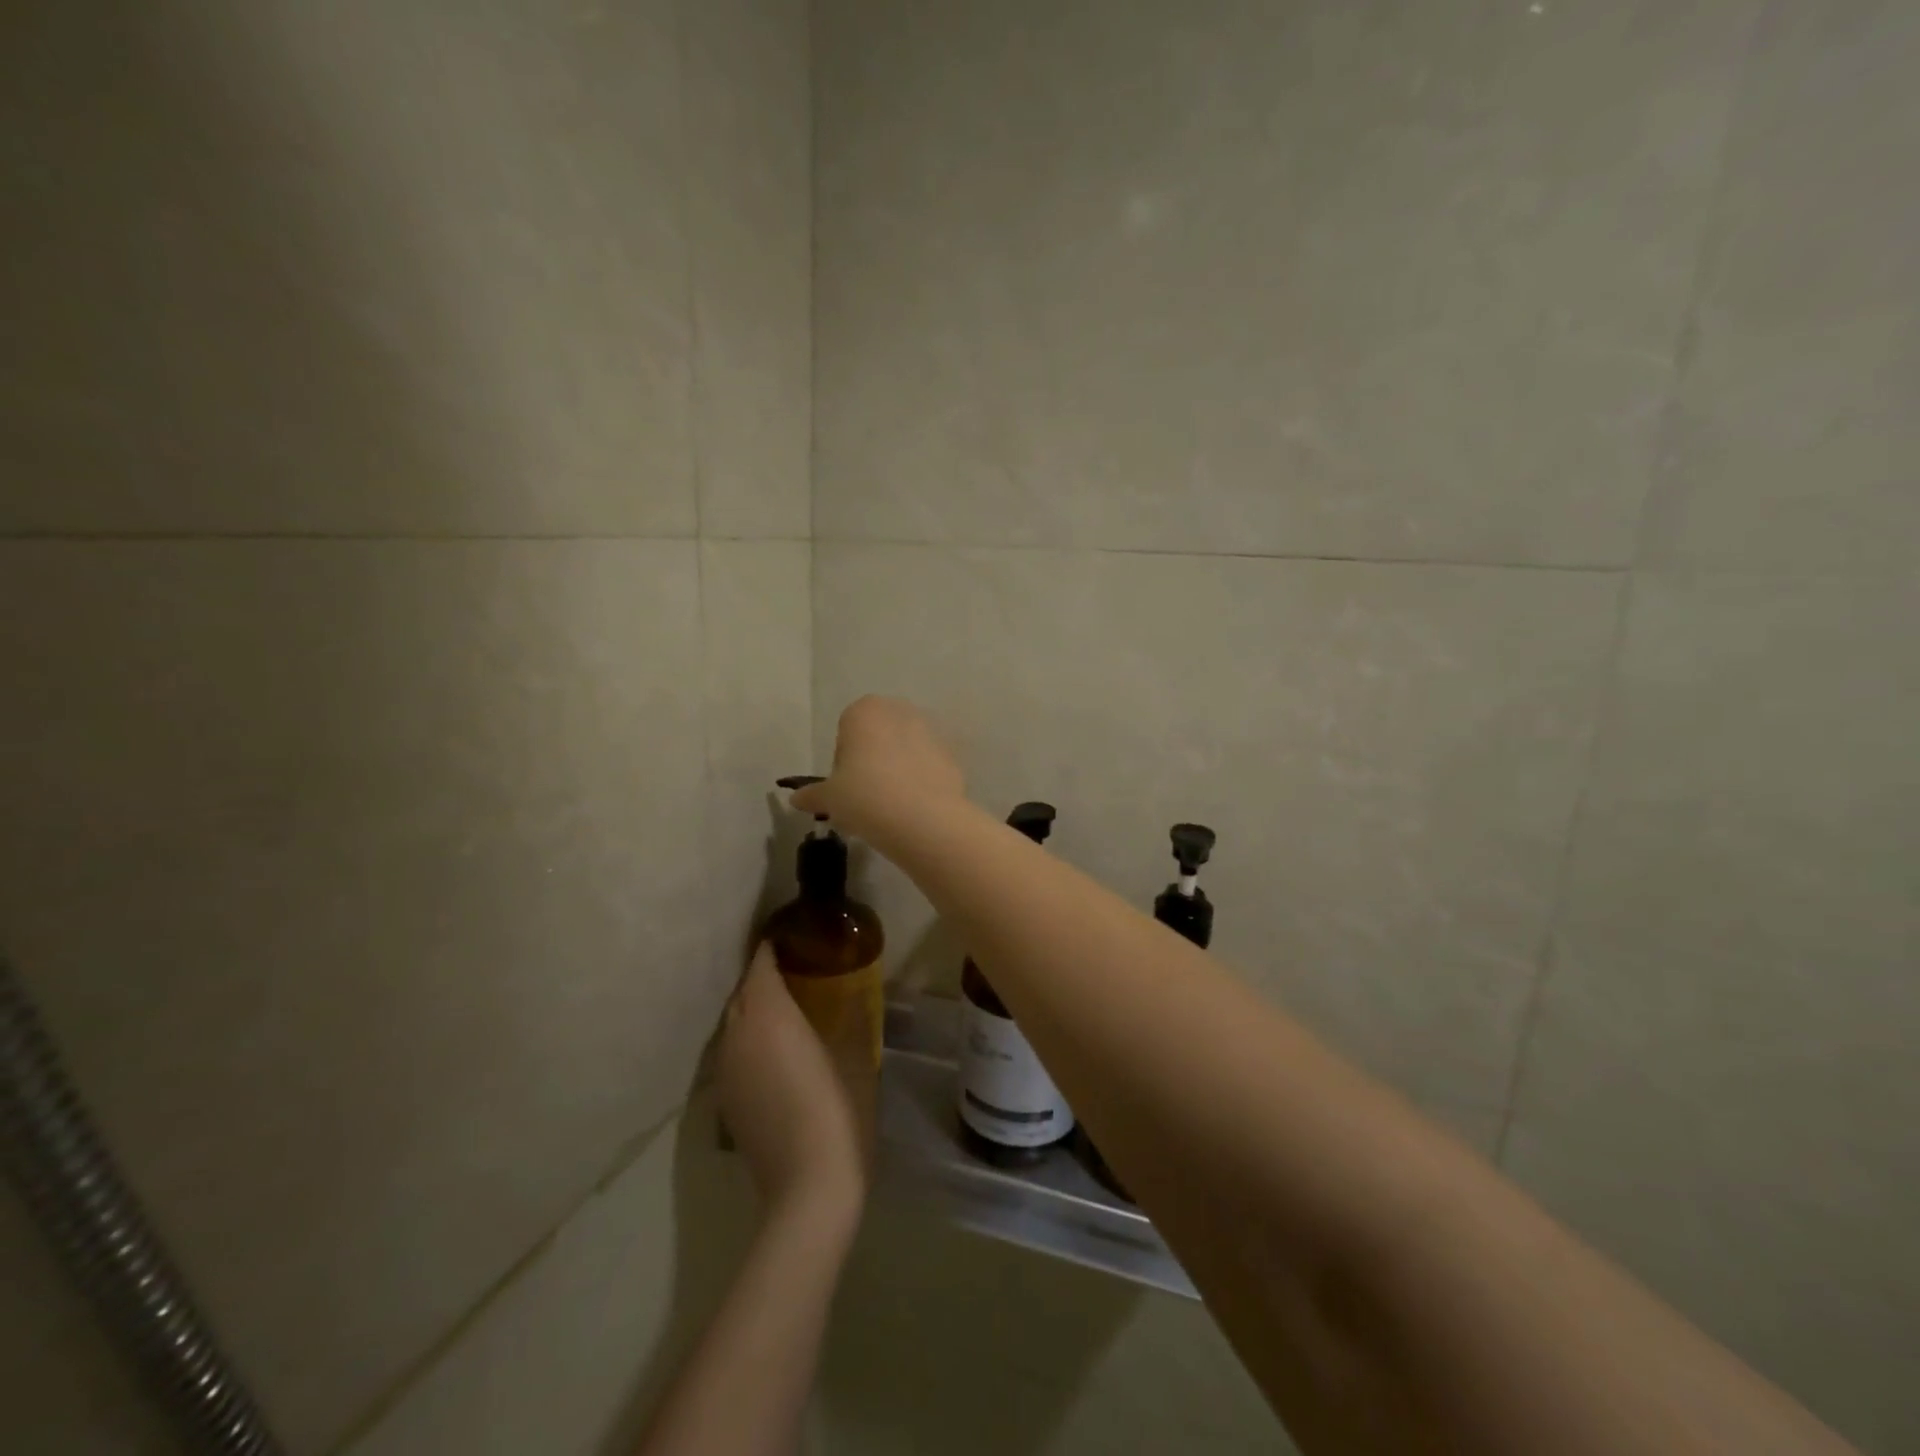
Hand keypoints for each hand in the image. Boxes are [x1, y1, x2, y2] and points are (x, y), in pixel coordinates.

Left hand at [717, 944, 866, 1225]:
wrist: (807, 1186)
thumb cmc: (838, 1110)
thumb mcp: (854, 1055)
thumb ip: (848, 1017)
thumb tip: (851, 996)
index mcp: (769, 1012)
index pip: (761, 962)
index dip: (774, 946)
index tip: (797, 937)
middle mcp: (738, 1032)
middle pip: (743, 989)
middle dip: (764, 976)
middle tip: (798, 971)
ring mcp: (726, 1068)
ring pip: (734, 1021)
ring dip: (755, 1008)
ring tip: (787, 1008)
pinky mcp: (725, 1098)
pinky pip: (733, 1050)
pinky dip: (749, 1038)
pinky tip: (775, 1052)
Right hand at [791, 696, 966, 844]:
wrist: (922, 818)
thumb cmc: (864, 796)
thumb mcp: (829, 798)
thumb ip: (813, 795)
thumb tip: (796, 799)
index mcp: (865, 710)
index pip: (846, 731)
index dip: (843, 760)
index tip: (845, 787)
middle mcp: (900, 710)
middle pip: (878, 736)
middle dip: (872, 761)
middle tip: (866, 796)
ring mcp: (932, 730)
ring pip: (905, 749)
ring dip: (897, 769)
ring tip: (891, 806)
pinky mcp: (952, 754)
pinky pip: (928, 766)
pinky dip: (921, 781)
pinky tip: (914, 807)